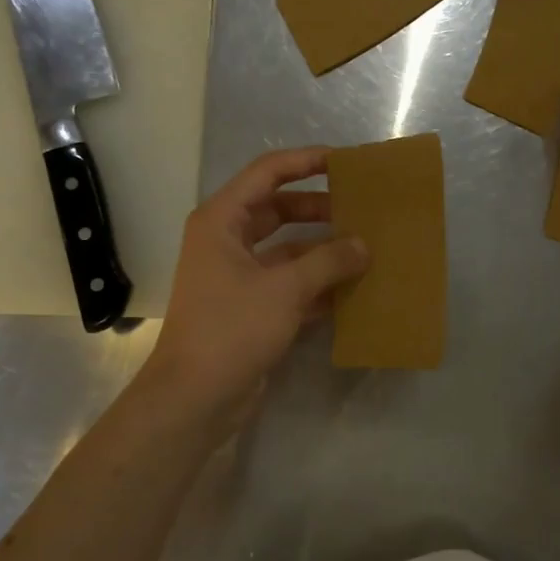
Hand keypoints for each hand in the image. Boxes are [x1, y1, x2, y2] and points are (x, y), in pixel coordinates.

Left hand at [145, 148, 367, 419]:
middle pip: (279, 209)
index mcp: (222, 221)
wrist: (194, 399)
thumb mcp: (285, 289)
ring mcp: (238, 276)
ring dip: (322, 248)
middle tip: (362, 208)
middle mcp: (227, 241)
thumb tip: (363, 245)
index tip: (345, 161)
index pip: (267, 173)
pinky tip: (353, 288)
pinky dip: (317, 283)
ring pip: (287, 249)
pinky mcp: (251, 307)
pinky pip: (289, 282)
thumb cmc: (231, 329)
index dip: (305, 161)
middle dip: (319, 208)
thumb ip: (328, 261)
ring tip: (366, 246)